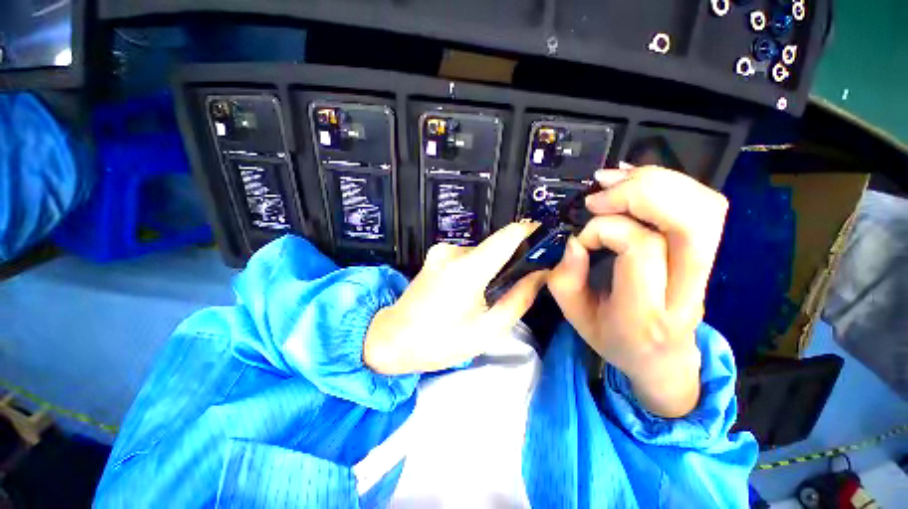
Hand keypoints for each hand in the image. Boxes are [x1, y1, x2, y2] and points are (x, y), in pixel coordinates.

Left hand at [364, 223, 547, 375]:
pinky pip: (466, 256)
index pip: (507, 237)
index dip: (528, 232)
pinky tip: (471, 290)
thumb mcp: (487, 329)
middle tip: (520, 283)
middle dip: (511, 259)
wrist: (393, 338)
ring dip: (492, 267)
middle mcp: (454, 251)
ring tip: (490, 293)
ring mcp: (441, 251)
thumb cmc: (441, 341)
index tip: (546, 236)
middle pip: (495, 247)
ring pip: (481, 253)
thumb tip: (539, 274)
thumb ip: (519, 298)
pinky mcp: (435, 255)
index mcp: (468, 269)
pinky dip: (476, 268)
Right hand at [547, 165, 727, 417]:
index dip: (605, 230)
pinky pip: (704, 205)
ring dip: (656, 181)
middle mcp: (686, 290)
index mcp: (645, 313)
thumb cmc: (613, 339)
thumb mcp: (575, 316)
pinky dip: (669, 182)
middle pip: (689, 221)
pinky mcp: (709, 254)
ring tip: (614, 182)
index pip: (641, 249)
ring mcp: (707, 271)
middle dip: (639, 193)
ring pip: (704, 207)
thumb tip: (576, 240)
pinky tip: (634, 181)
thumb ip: (566, 279)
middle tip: (599, 196)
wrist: (662, 360)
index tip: (582, 240)